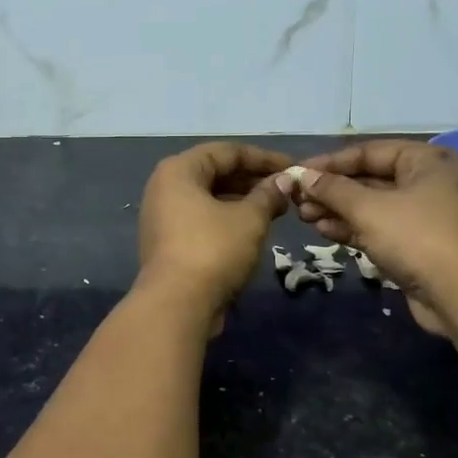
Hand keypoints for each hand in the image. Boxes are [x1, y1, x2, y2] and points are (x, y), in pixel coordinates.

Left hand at [138, 142, 290, 327]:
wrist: (177, 305)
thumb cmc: (213, 250)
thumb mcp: (249, 219)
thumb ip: (268, 195)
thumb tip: (284, 181)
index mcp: (179, 170)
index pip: (227, 152)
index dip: (264, 158)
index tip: (293, 168)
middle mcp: (165, 187)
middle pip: (216, 173)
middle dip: (254, 180)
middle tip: (287, 191)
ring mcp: (163, 216)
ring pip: (210, 198)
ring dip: (243, 201)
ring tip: (277, 210)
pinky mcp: (168, 242)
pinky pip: (202, 219)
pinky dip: (228, 219)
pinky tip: (255, 229)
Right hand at [278, 140, 457, 335]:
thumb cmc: (415, 236)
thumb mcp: (368, 208)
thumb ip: (333, 189)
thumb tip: (303, 176)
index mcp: (426, 161)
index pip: (369, 152)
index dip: (330, 162)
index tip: (298, 173)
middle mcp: (428, 182)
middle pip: (370, 179)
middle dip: (332, 190)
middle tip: (298, 200)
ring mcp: (424, 215)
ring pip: (372, 206)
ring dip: (338, 210)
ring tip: (304, 216)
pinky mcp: (417, 244)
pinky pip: (379, 228)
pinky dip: (353, 228)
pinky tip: (324, 230)